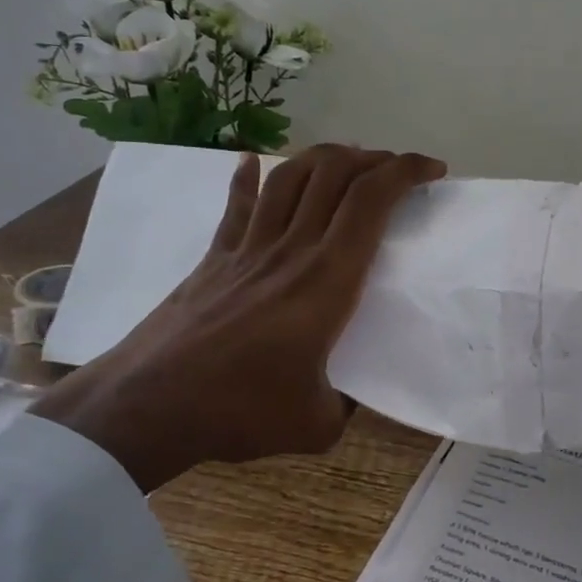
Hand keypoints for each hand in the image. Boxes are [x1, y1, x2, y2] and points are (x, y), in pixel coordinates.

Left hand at [33, 144, 445, 491]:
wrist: (149, 405)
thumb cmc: (240, 410)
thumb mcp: (317, 424)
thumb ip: (344, 406)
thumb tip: (347, 399)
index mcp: (328, 280)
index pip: (372, 201)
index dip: (405, 172)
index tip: (432, 171)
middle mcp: (291, 249)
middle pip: (334, 174)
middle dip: (374, 158)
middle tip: (395, 169)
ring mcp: (247, 248)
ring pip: (290, 177)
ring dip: (324, 158)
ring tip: (346, 160)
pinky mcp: (214, 258)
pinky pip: (237, 206)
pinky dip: (248, 178)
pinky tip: (251, 162)